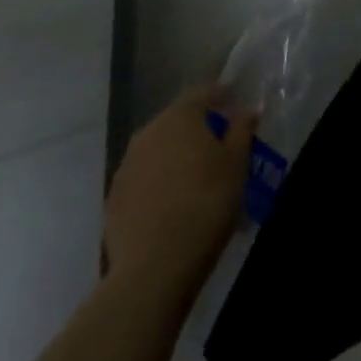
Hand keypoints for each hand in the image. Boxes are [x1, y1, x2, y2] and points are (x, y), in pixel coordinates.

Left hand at [104, 86, 254, 285]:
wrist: (155, 266)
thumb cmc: (206, 202)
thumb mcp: (237, 163)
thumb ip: (242, 130)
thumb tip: (247, 111)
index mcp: (180, 116)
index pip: (203, 93)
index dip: (221, 96)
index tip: (235, 103)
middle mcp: (148, 132)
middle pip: (178, 121)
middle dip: (198, 128)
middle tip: (219, 145)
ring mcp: (126, 166)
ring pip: (158, 150)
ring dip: (176, 156)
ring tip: (196, 177)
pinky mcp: (113, 199)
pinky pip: (143, 179)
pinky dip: (159, 183)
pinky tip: (172, 203)